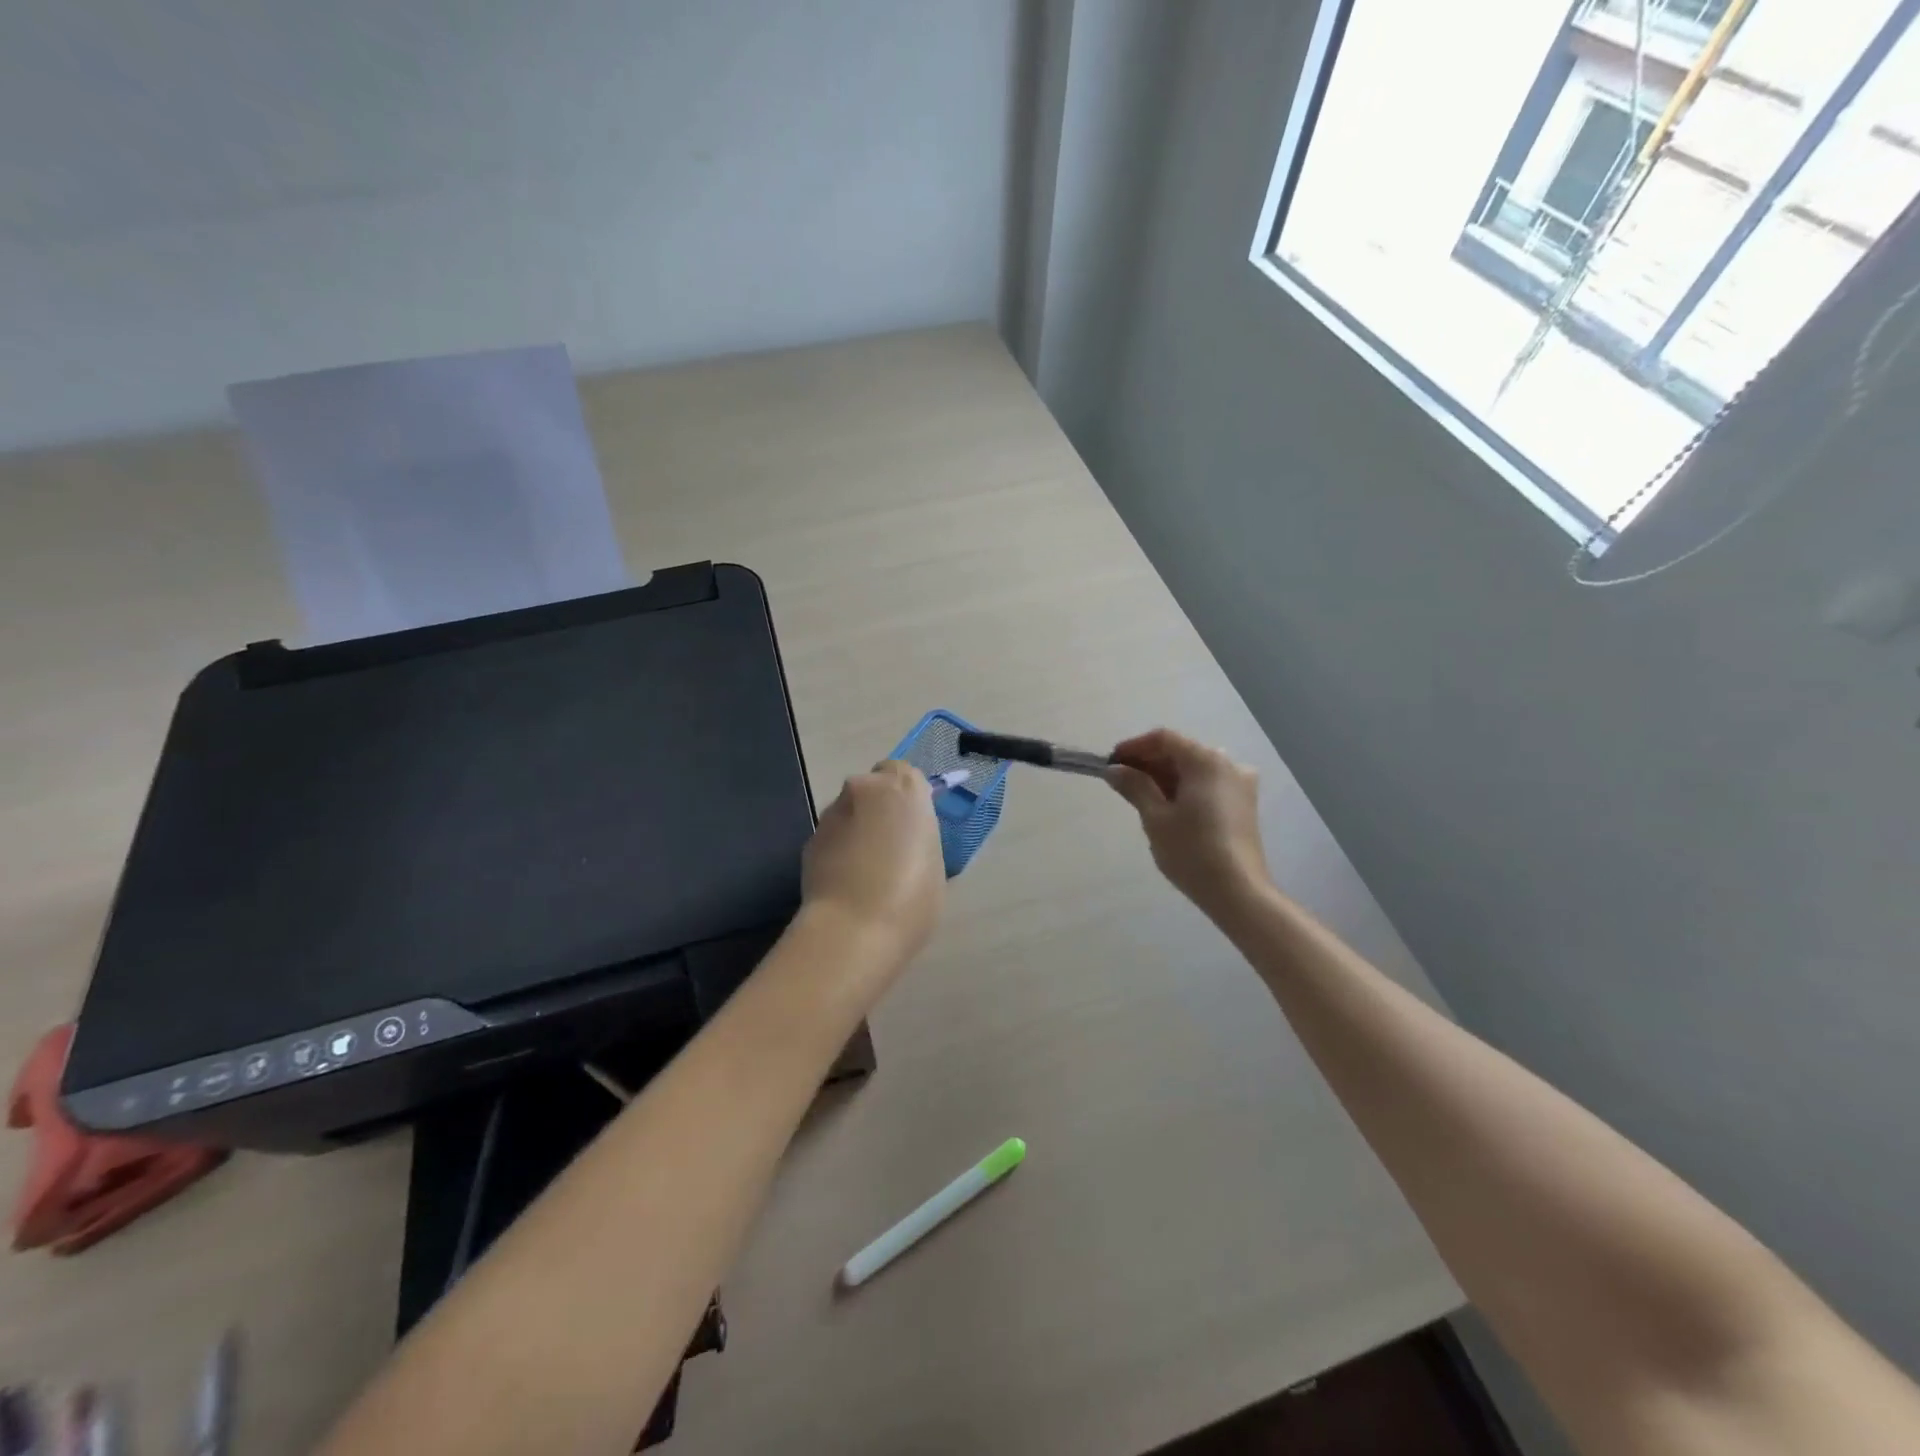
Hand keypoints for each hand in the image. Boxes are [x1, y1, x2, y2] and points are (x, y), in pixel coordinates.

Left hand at [801, 760, 945, 956]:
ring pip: (849, 813)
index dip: (906, 797)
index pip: (903, 772)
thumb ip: (918, 837)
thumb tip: (903, 840)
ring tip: (866, 873)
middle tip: (890, 848)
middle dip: (878, 810)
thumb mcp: (934, 863)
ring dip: (857, 831)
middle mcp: (864, 790)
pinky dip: (838, 852)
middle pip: (872, 789)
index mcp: (904, 789)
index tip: (911, 823)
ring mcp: (832, 814)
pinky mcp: (809, 840)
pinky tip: (846, 884)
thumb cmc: (911, 897)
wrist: (853, 930)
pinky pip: (831, 838)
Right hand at [1106, 729, 1269, 921]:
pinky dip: (1185, 788)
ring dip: (1166, 776)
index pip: (1164, 739)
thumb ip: (1134, 786)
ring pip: (1195, 768)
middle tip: (1121, 781)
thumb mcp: (1155, 818)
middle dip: (1150, 762)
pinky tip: (1168, 807)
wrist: (1238, 892)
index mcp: (1206, 760)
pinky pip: (1208, 784)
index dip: (1134, 747)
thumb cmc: (1192, 851)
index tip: (1111, 763)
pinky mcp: (1244, 804)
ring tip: (1140, 796)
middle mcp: (1229, 763)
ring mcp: (1240, 784)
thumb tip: (1114, 769)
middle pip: (1182, 751)